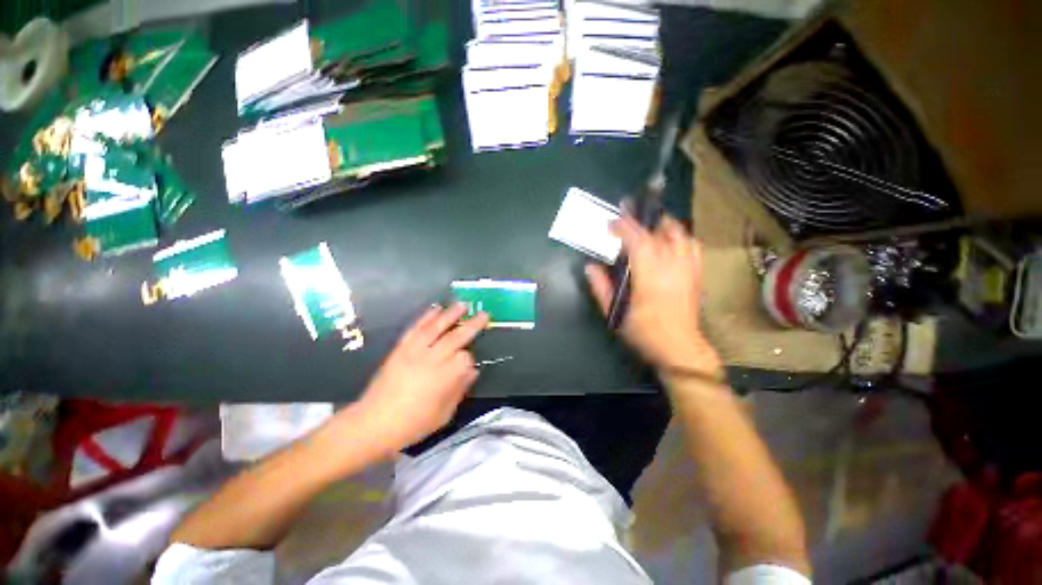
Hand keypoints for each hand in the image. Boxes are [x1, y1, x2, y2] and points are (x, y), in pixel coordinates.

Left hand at [354, 304, 488, 453]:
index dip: (469, 359)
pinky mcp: (400, 349)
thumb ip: (459, 390)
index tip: (469, 365)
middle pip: (455, 337)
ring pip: (435, 328)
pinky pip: (415, 329)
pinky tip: (435, 309)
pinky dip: (426, 317)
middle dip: (471, 325)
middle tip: (483, 313)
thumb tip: (473, 371)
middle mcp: (430, 360)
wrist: (372, 423)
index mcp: (442, 378)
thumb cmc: (411, 424)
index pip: (464, 358)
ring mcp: (413, 352)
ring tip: (462, 304)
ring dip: (450, 315)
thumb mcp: (443, 415)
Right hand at [586, 212, 721, 377]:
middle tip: (627, 211)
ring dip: (661, 224)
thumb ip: (600, 288)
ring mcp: (688, 268)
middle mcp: (672, 266)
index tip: (611, 222)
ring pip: (679, 234)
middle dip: (640, 218)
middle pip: (658, 231)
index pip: (637, 240)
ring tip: (648, 223)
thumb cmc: (643, 332)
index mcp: (649, 275)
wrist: (679, 348)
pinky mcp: (696, 273)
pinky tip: (670, 240)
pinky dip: (680, 236)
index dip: (623, 226)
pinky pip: (692, 245)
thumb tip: (590, 266)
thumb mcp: (614, 313)